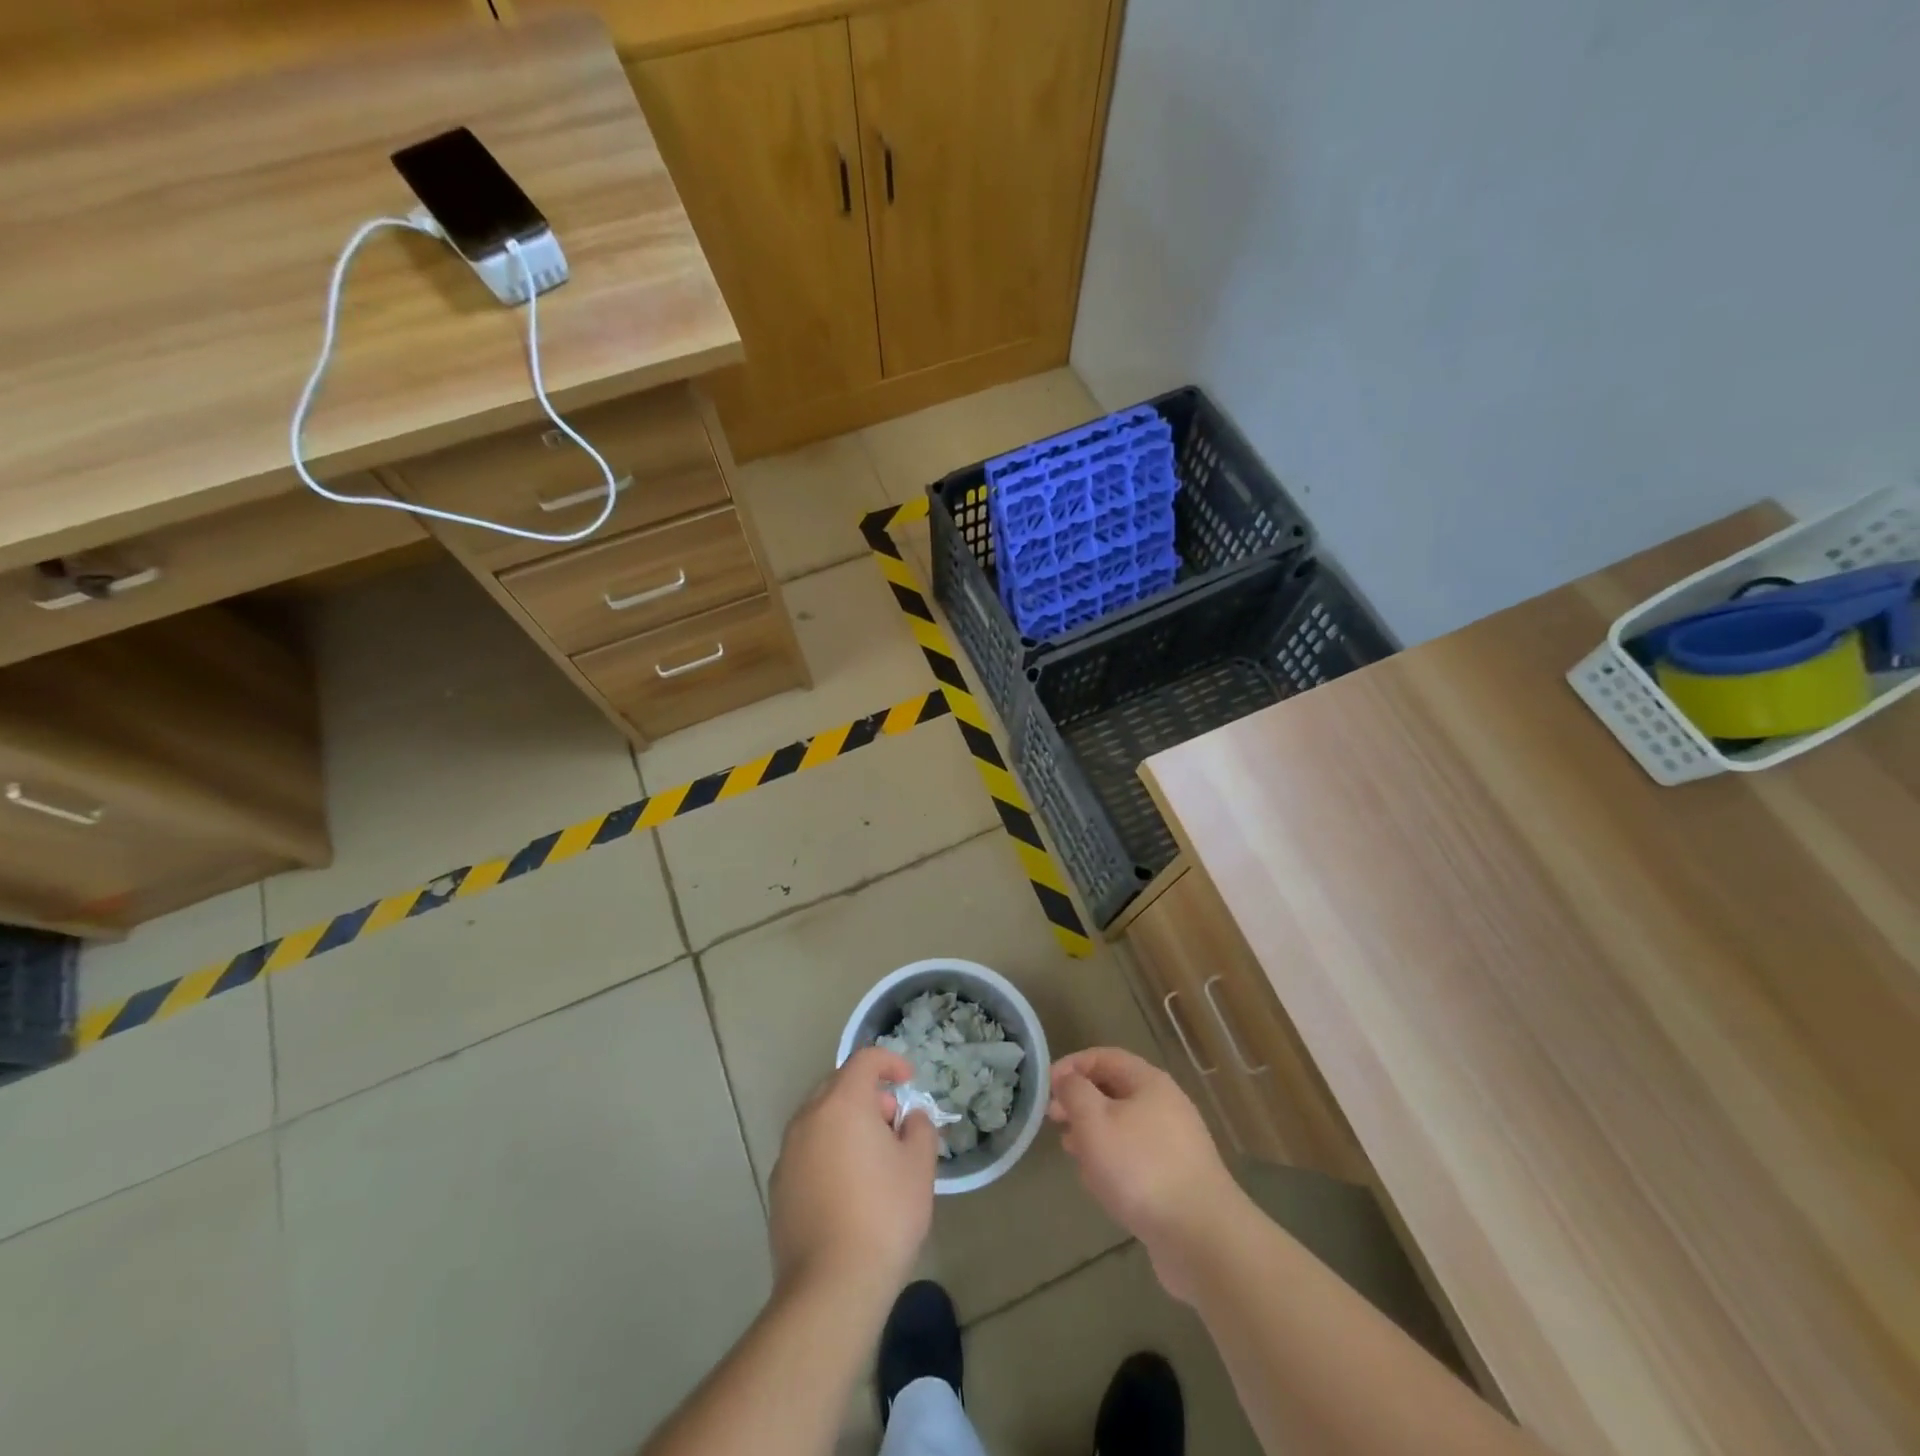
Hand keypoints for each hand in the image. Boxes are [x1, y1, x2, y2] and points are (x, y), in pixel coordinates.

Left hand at [769, 1046, 939, 1311]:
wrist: (830, 1287)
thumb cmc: (884, 1216)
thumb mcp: (919, 1167)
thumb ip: (919, 1129)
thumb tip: (910, 1119)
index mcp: (842, 1103)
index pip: (865, 1060)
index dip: (890, 1062)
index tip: (909, 1080)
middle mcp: (808, 1118)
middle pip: (838, 1086)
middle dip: (868, 1094)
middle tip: (893, 1123)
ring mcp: (788, 1153)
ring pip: (820, 1119)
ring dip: (846, 1123)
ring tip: (873, 1158)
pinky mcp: (778, 1187)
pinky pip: (807, 1150)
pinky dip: (828, 1151)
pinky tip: (847, 1188)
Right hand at [1048, 1047, 1244, 1301]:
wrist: (1201, 1237)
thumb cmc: (1140, 1168)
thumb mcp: (1095, 1122)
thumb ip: (1075, 1092)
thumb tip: (1068, 1078)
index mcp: (1149, 1082)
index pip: (1104, 1057)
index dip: (1072, 1065)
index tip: (1047, 1086)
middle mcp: (1166, 1105)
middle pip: (1115, 1091)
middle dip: (1081, 1102)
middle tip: (1053, 1119)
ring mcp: (1175, 1144)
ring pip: (1124, 1126)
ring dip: (1094, 1133)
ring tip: (1070, 1151)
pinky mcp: (1178, 1179)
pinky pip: (1137, 1157)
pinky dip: (1114, 1161)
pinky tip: (1099, 1183)